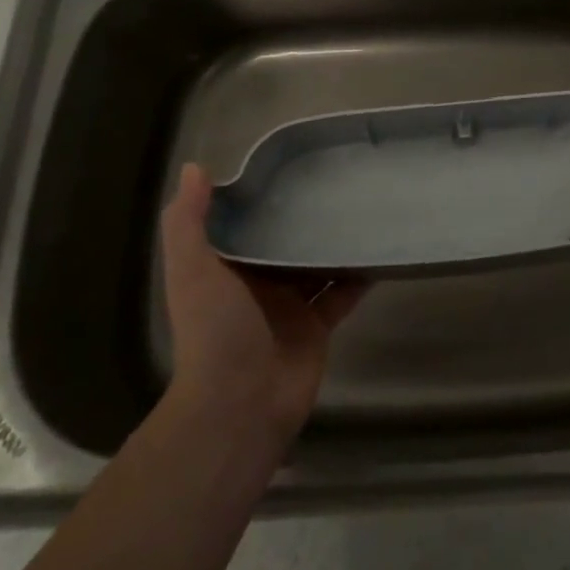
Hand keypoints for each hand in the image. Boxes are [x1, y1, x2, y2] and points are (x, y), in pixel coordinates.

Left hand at [159, 163, 365, 445]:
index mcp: (227, 268)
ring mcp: (290, 306)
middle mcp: (258, 284)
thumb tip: (195, 167)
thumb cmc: (215, 331)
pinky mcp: (317, 326)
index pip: (246, 223)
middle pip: (286, 242)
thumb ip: (188, 222)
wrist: (239, 404)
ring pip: (317, 265)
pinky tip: (381, 250)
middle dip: (307, 217)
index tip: (292, 165)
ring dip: (336, 243)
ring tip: (366, 207)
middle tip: (340, 179)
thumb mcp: (192, 270)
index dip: (263, 196)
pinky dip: (360, 275)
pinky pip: (343, 294)